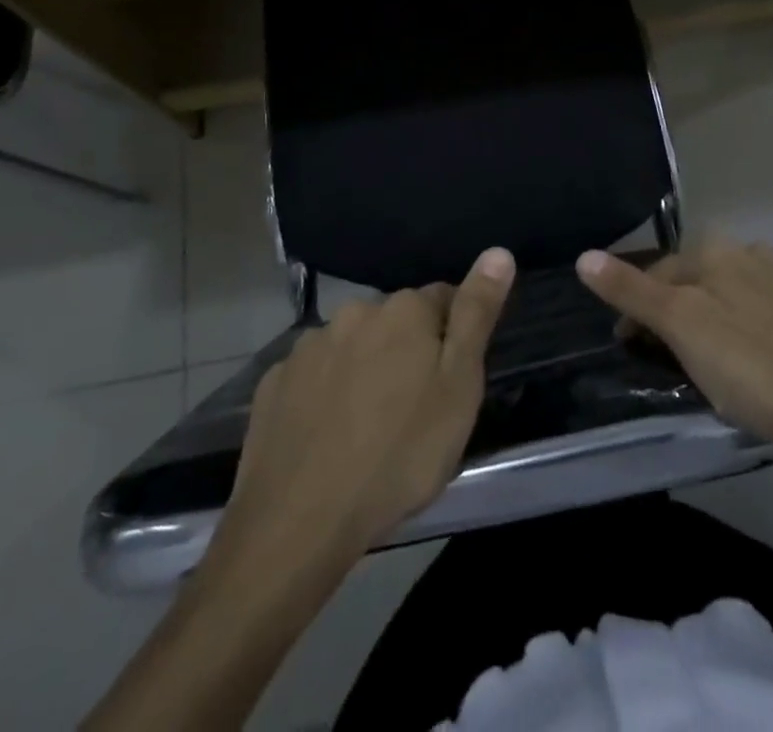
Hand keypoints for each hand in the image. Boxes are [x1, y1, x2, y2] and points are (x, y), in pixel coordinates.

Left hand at [218, 247, 515, 564]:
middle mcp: (354, 312)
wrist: (301, 520)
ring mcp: (309, 345)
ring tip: (369, 425)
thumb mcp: (458, 387)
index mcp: (404, 309)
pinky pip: (313, 375)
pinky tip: (328, 432)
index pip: (442, 299)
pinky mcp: (275, 381)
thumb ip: (476, 314)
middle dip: (407, 350)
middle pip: (395, 321)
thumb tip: (498, 252)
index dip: (452, 336)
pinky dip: (325, 392)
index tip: (452, 379)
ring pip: (352, 345)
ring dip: (365, 368)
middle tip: (414, 408)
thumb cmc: (400, 454)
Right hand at [577, 237, 772, 463]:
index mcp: (713, 252)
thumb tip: (584, 255)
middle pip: (692, 283)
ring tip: (711, 367)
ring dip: (710, 321)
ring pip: (726, 296)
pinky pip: (760, 312)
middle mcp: (747, 252)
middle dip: (674, 315)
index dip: (636, 314)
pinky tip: (755, 362)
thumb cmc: (757, 367)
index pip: (655, 276)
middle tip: (670, 363)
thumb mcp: (684, 329)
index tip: (631, 352)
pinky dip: (745, 331)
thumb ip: (633, 292)